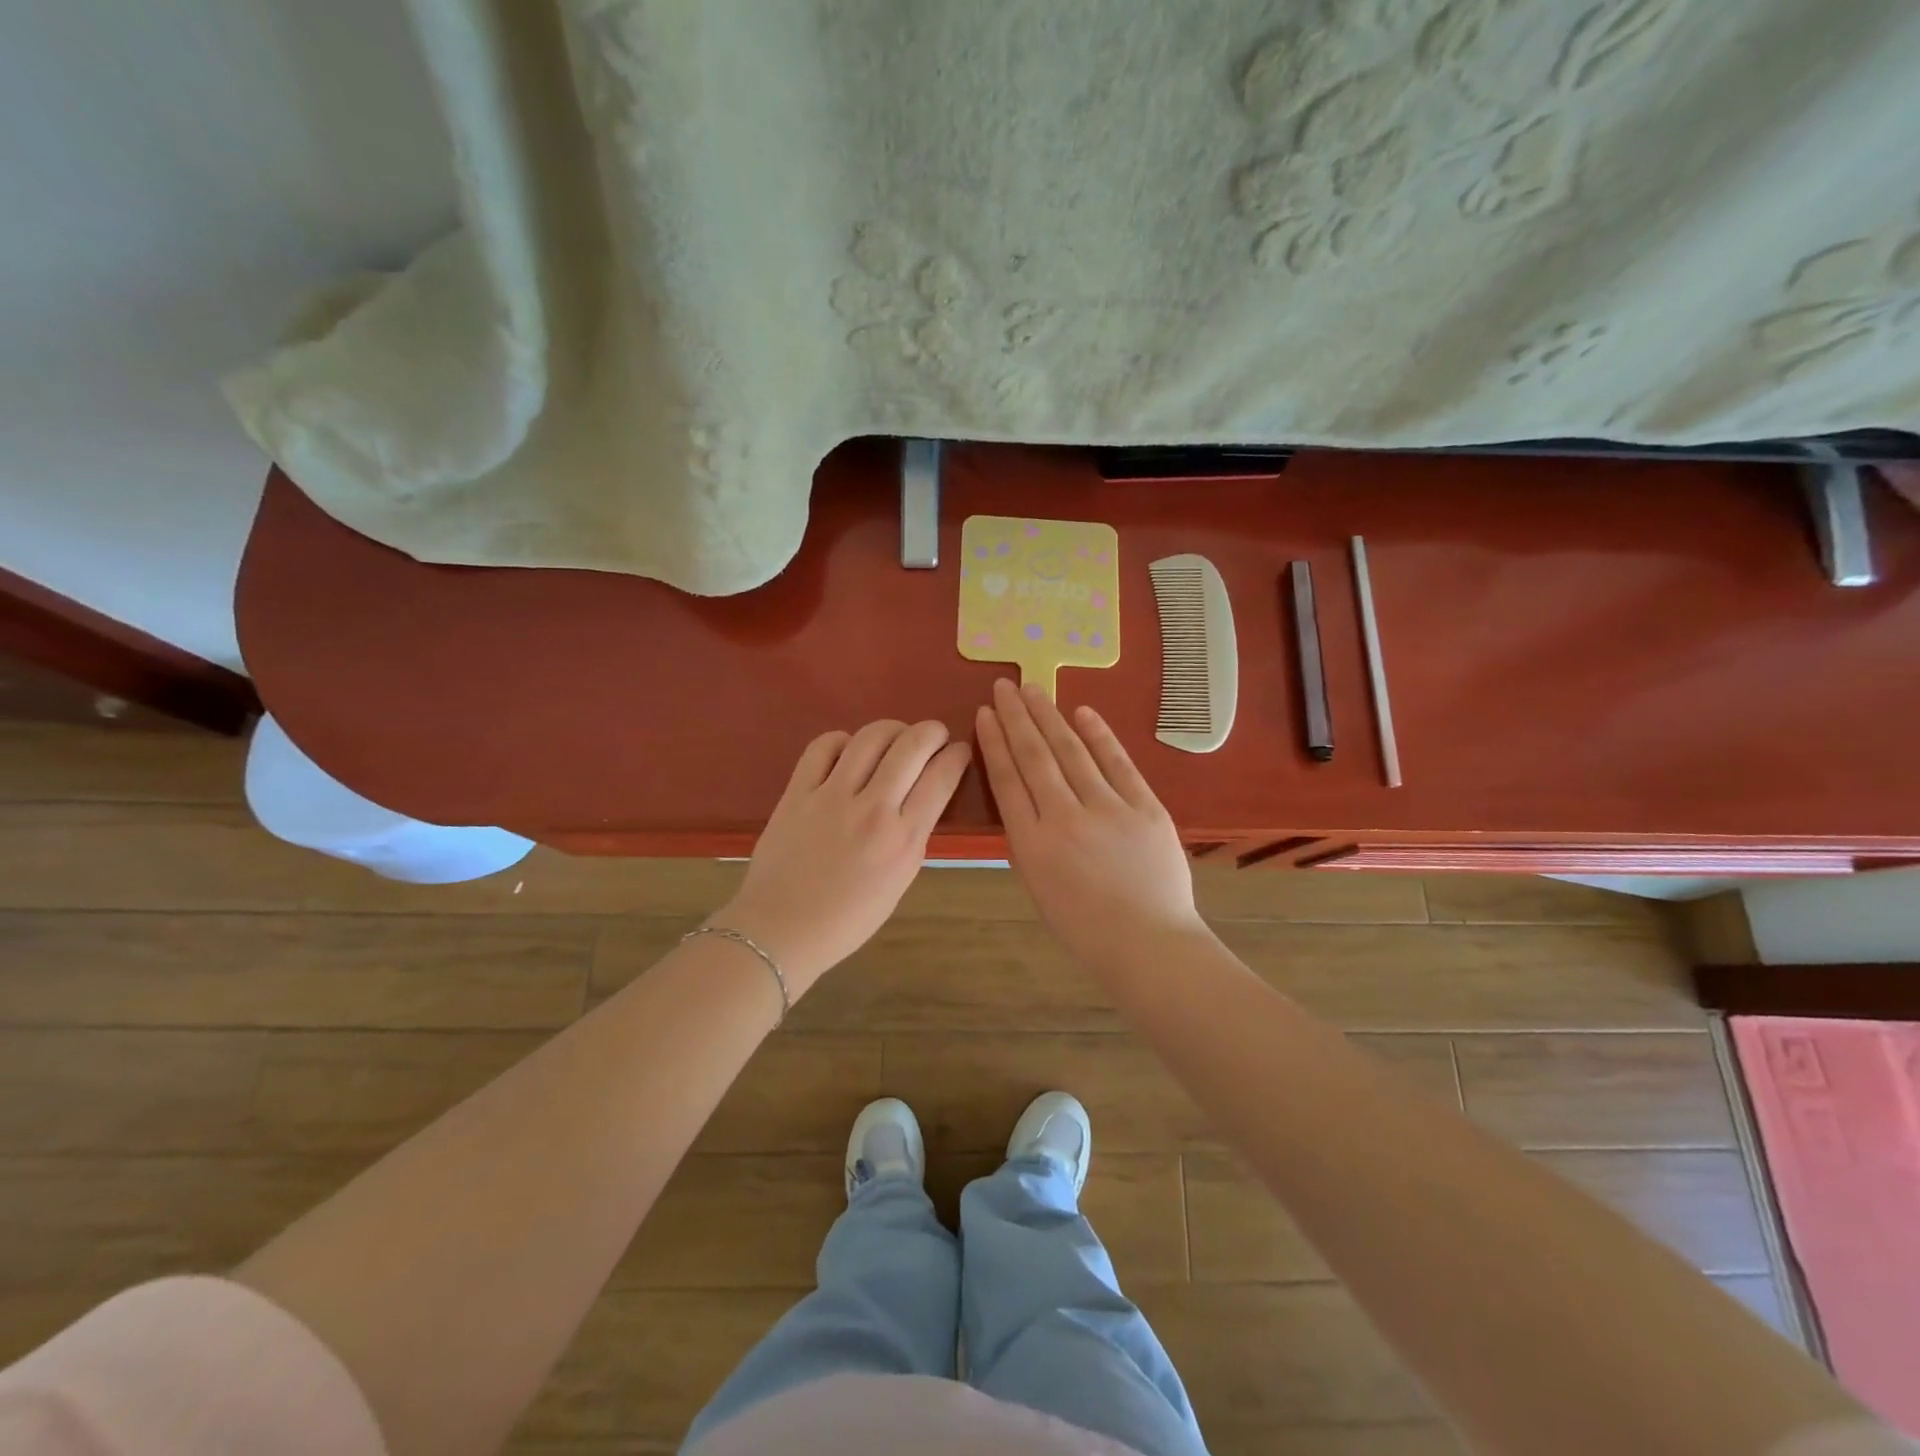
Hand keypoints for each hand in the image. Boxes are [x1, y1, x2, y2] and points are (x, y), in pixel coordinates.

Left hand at [718, 720, 970, 995]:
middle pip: (912, 745)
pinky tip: (848, 751)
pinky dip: (843, 740)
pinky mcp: (798, 792)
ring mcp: (832, 797)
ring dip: (892, 729)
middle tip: (933, 735)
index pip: (942, 777)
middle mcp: (873, 810)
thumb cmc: (848, 918)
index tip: (958, 751)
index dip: (957, 755)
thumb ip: (913, 834)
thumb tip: (921, 795)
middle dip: (931, 731)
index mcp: (903, 840)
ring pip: (870, 737)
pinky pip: (824, 746)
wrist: (782, 930)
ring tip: (895, 737)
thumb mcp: (900, 881)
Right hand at [975, 679, 1208, 975]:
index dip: (994, 742)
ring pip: (1072, 751)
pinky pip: (1118, 763)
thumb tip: (1025, 800)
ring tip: (1033, 690)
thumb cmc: (1085, 928)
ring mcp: (1108, 809)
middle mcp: (1064, 818)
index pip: (1007, 779)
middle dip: (1016, 717)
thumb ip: (1028, 841)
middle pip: (1035, 756)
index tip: (984, 714)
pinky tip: (1082, 712)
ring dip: (1050, 716)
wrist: (1148, 944)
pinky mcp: (1145, 807)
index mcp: (1032, 844)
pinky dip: (1099, 736)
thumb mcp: (1038, 888)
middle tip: (1004, 686)